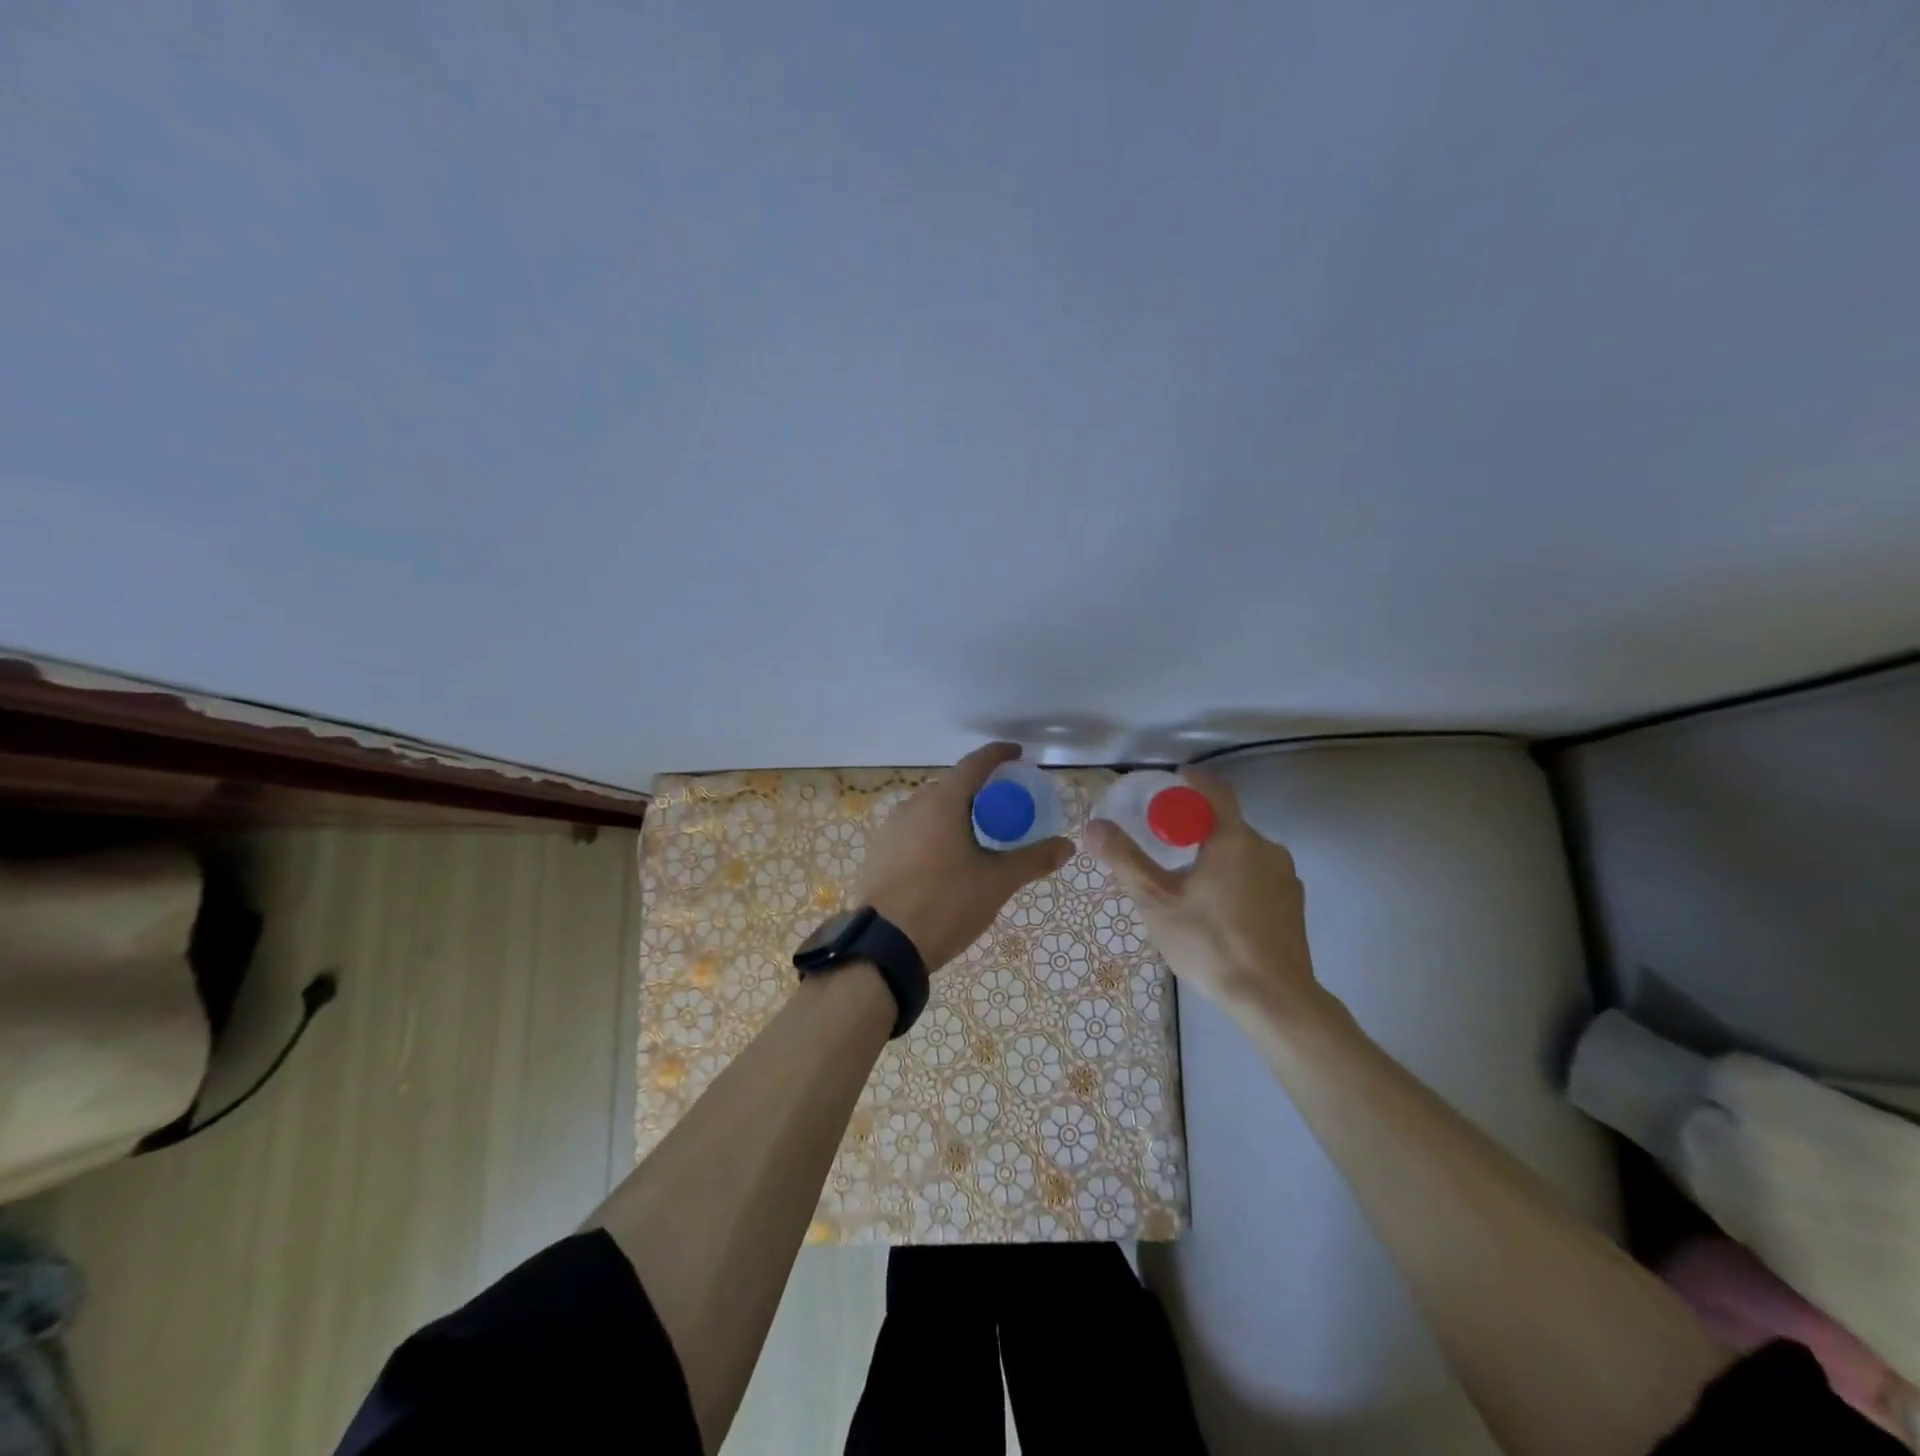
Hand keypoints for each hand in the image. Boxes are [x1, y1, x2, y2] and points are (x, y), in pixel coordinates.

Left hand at [857, 743, 1073, 970]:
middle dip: (978, 790)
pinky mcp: (879, 851)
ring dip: (954, 813)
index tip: (1017, 755)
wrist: (885, 945)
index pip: (975, 763)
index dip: (998, 755)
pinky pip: (914, 830)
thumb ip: (1033, 859)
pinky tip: (945, 859)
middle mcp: (913, 805)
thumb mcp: (997, 882)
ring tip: (976, 837)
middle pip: (952, 786)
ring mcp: (891, 828)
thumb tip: (1067, 845)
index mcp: (942, 802)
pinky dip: (934, 833)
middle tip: (1003, 808)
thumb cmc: (946, 904)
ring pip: (930, 809)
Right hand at [1086, 766, 1324, 1018]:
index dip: (1190, 782)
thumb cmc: (1210, 944)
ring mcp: (1286, 875)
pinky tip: (1219, 912)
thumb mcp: (1157, 902)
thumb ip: (1125, 860)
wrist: (1273, 999)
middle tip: (1163, 850)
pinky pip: (1258, 875)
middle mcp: (1266, 847)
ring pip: (1243, 852)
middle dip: (1194, 829)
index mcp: (1233, 838)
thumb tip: (1093, 826)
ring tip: (1188, 887)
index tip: (1168, 786)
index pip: (1214, 789)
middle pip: (1225, 823)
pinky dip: (1236, 880)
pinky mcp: (1294, 902)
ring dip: (1216, 857)